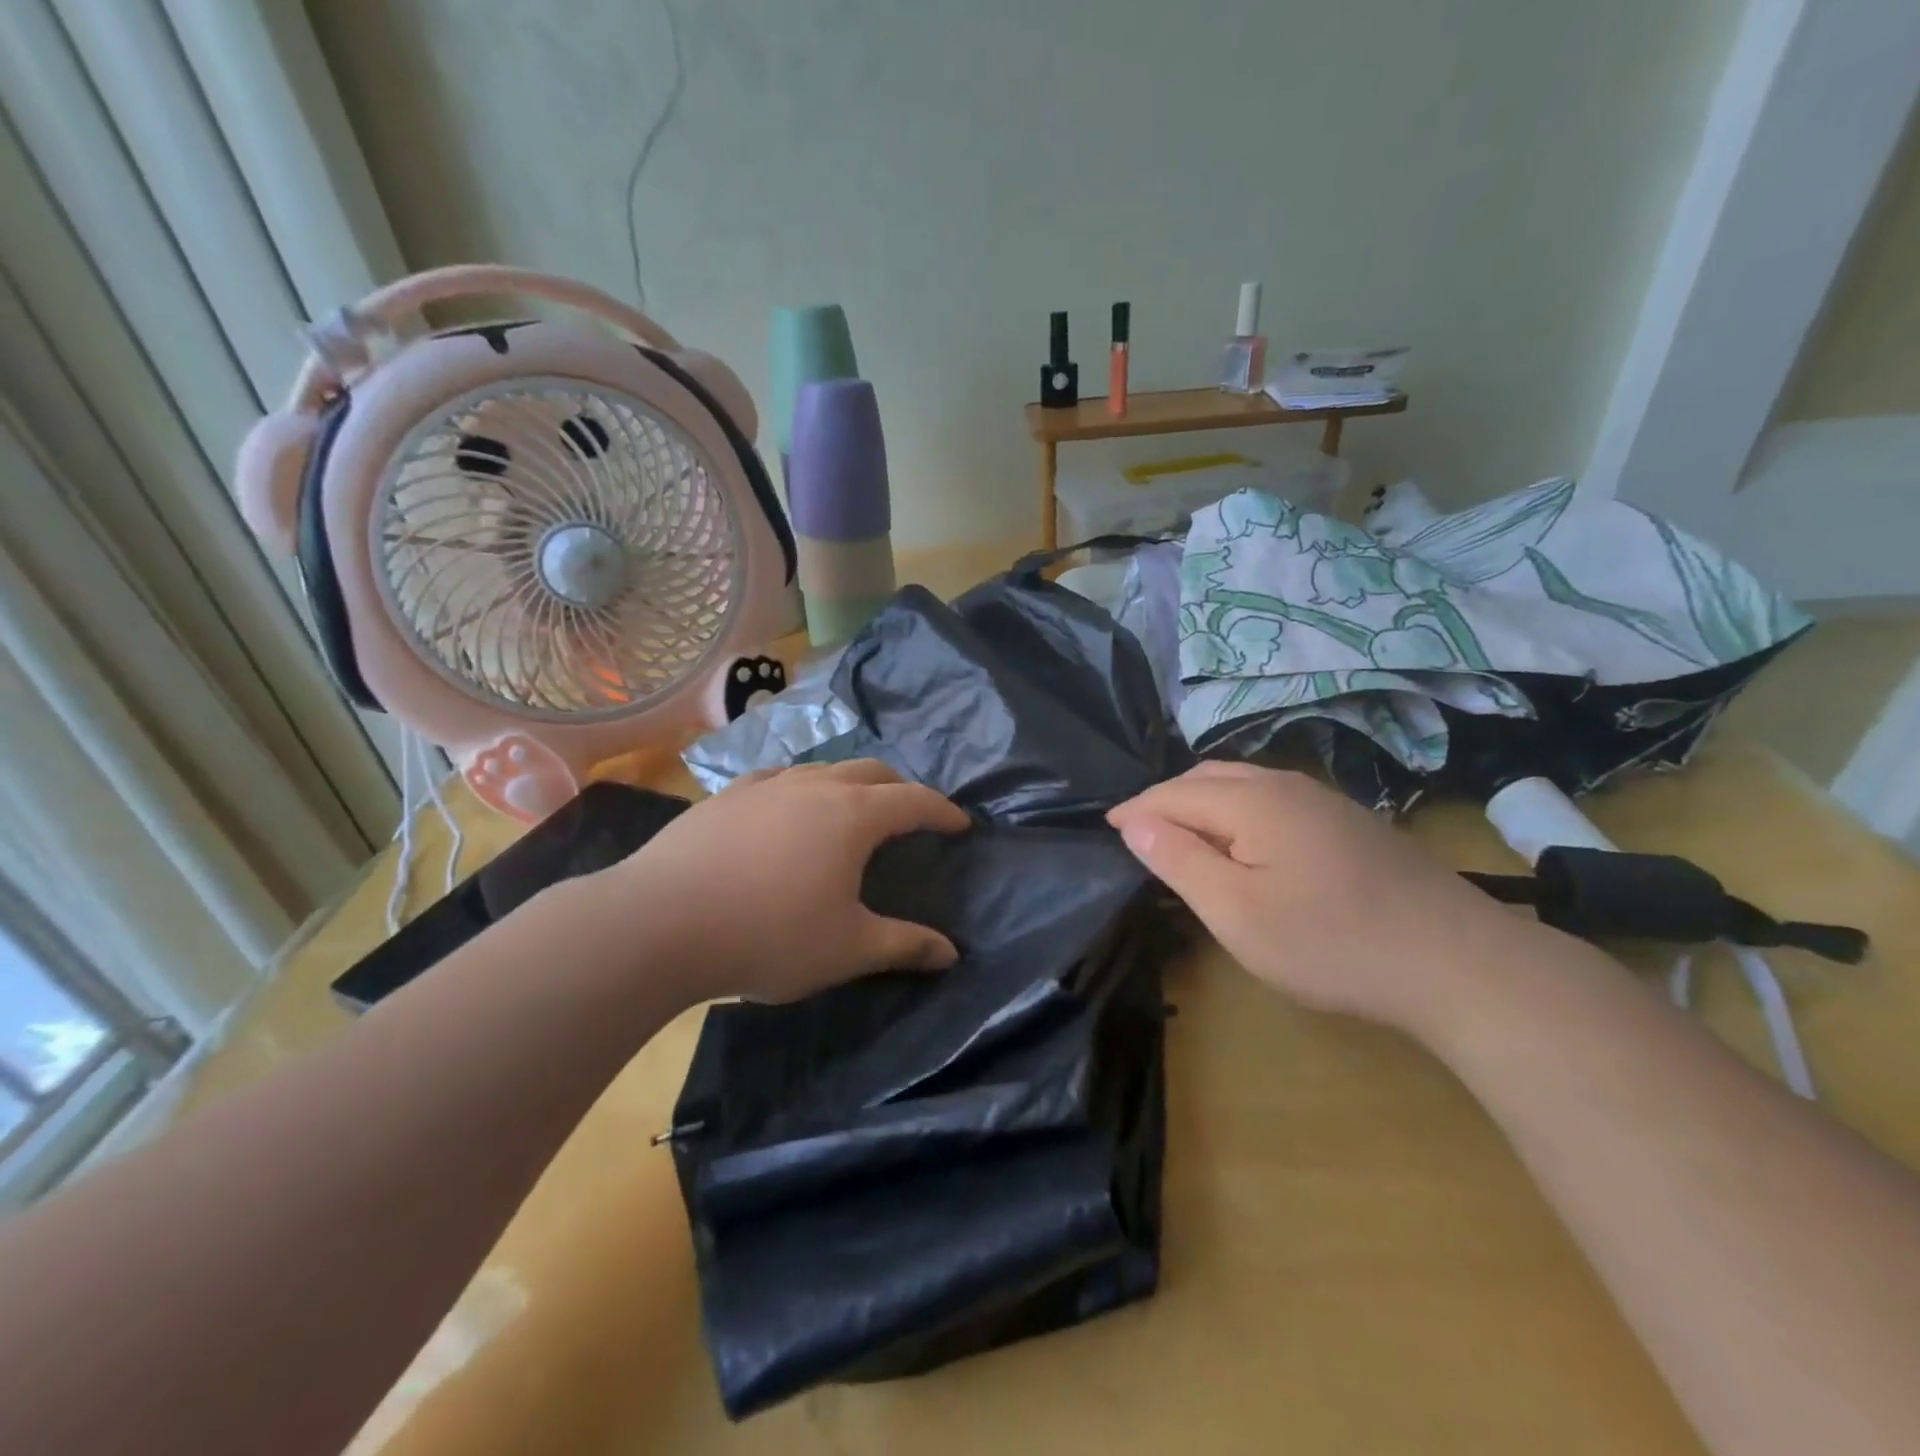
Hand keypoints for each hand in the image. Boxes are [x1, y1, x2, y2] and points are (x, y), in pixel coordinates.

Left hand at [599, 760, 969, 1003]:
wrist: (659, 923)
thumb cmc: (768, 935)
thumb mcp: (847, 949)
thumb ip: (904, 946)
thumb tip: (950, 952)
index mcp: (853, 815)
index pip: (914, 799)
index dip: (943, 810)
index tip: (960, 824)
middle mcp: (814, 786)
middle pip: (871, 771)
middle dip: (899, 788)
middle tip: (909, 815)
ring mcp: (765, 785)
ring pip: (822, 770)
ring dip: (849, 784)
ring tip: (850, 811)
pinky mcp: (725, 796)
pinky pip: (777, 779)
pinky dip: (800, 789)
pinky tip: (786, 811)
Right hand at [1107, 762, 1541, 1037]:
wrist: (1458, 962)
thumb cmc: (1331, 942)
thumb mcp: (1236, 912)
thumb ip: (1179, 860)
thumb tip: (1133, 821)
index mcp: (1252, 802)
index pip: (1173, 793)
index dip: (1135, 810)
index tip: (1106, 828)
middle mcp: (1286, 786)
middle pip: (1207, 778)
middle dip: (1166, 799)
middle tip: (1140, 833)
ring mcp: (1324, 801)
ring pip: (1243, 784)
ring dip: (1203, 802)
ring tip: (1183, 834)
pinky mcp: (1350, 822)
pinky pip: (1273, 799)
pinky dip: (1238, 811)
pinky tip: (1245, 842)